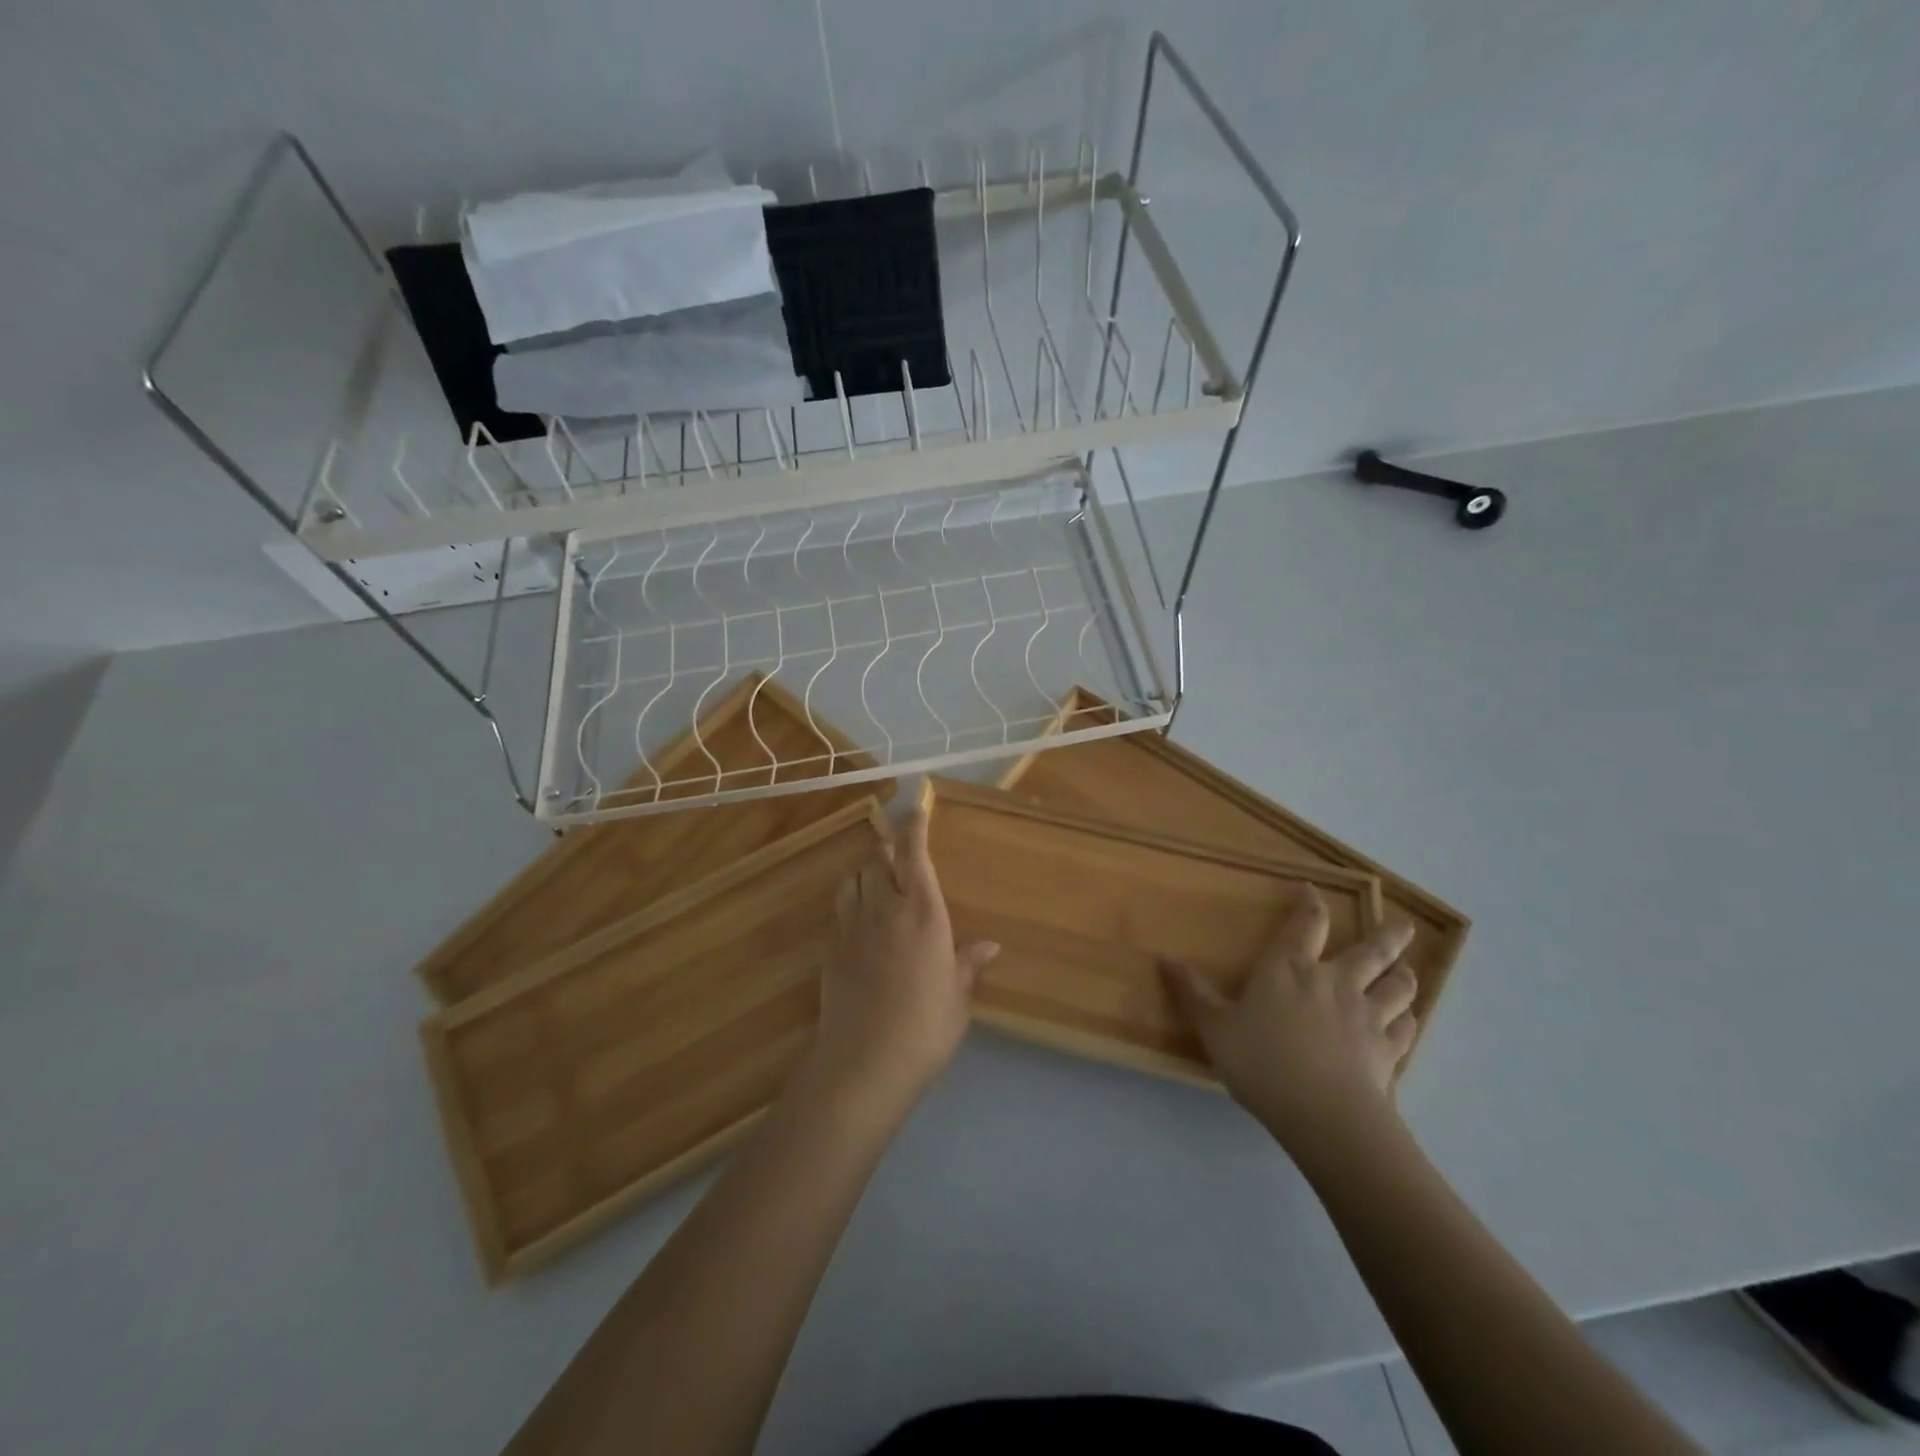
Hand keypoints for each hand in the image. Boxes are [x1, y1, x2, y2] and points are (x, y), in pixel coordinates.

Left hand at [805, 802, 999, 1111]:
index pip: (914, 854)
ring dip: (864, 868)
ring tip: (875, 873)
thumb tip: (990, 945)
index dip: (914, 828)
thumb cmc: (925, 1027)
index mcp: (923, 912)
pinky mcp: (831, 949)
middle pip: (877, 859)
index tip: (915, 810)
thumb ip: (968, 964)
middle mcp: (885, 908)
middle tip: (895, 844)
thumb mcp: (957, 997)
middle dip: (886, 846)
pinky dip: (850, 900)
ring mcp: (853, 927)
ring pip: (853, 878)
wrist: (864, 1061)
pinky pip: (840, 909)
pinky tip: (859, 916)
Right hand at [1160, 888, 1418, 1159]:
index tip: (1312, 889)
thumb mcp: (1214, 1027)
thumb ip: (1193, 992)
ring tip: (1405, 970)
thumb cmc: (1262, 1061)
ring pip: (1397, 986)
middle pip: (1372, 950)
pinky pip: (1406, 1028)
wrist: (1324, 1114)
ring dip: (1403, 976)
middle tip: (1403, 925)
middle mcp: (1335, 981)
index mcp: (1290, 968)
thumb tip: (1165, 958)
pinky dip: (1407, 1021)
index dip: (1310, 904)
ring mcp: (1367, 1016)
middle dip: (1388, 935)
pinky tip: (1406, 1021)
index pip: (1306, 924)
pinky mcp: (1389, 1050)